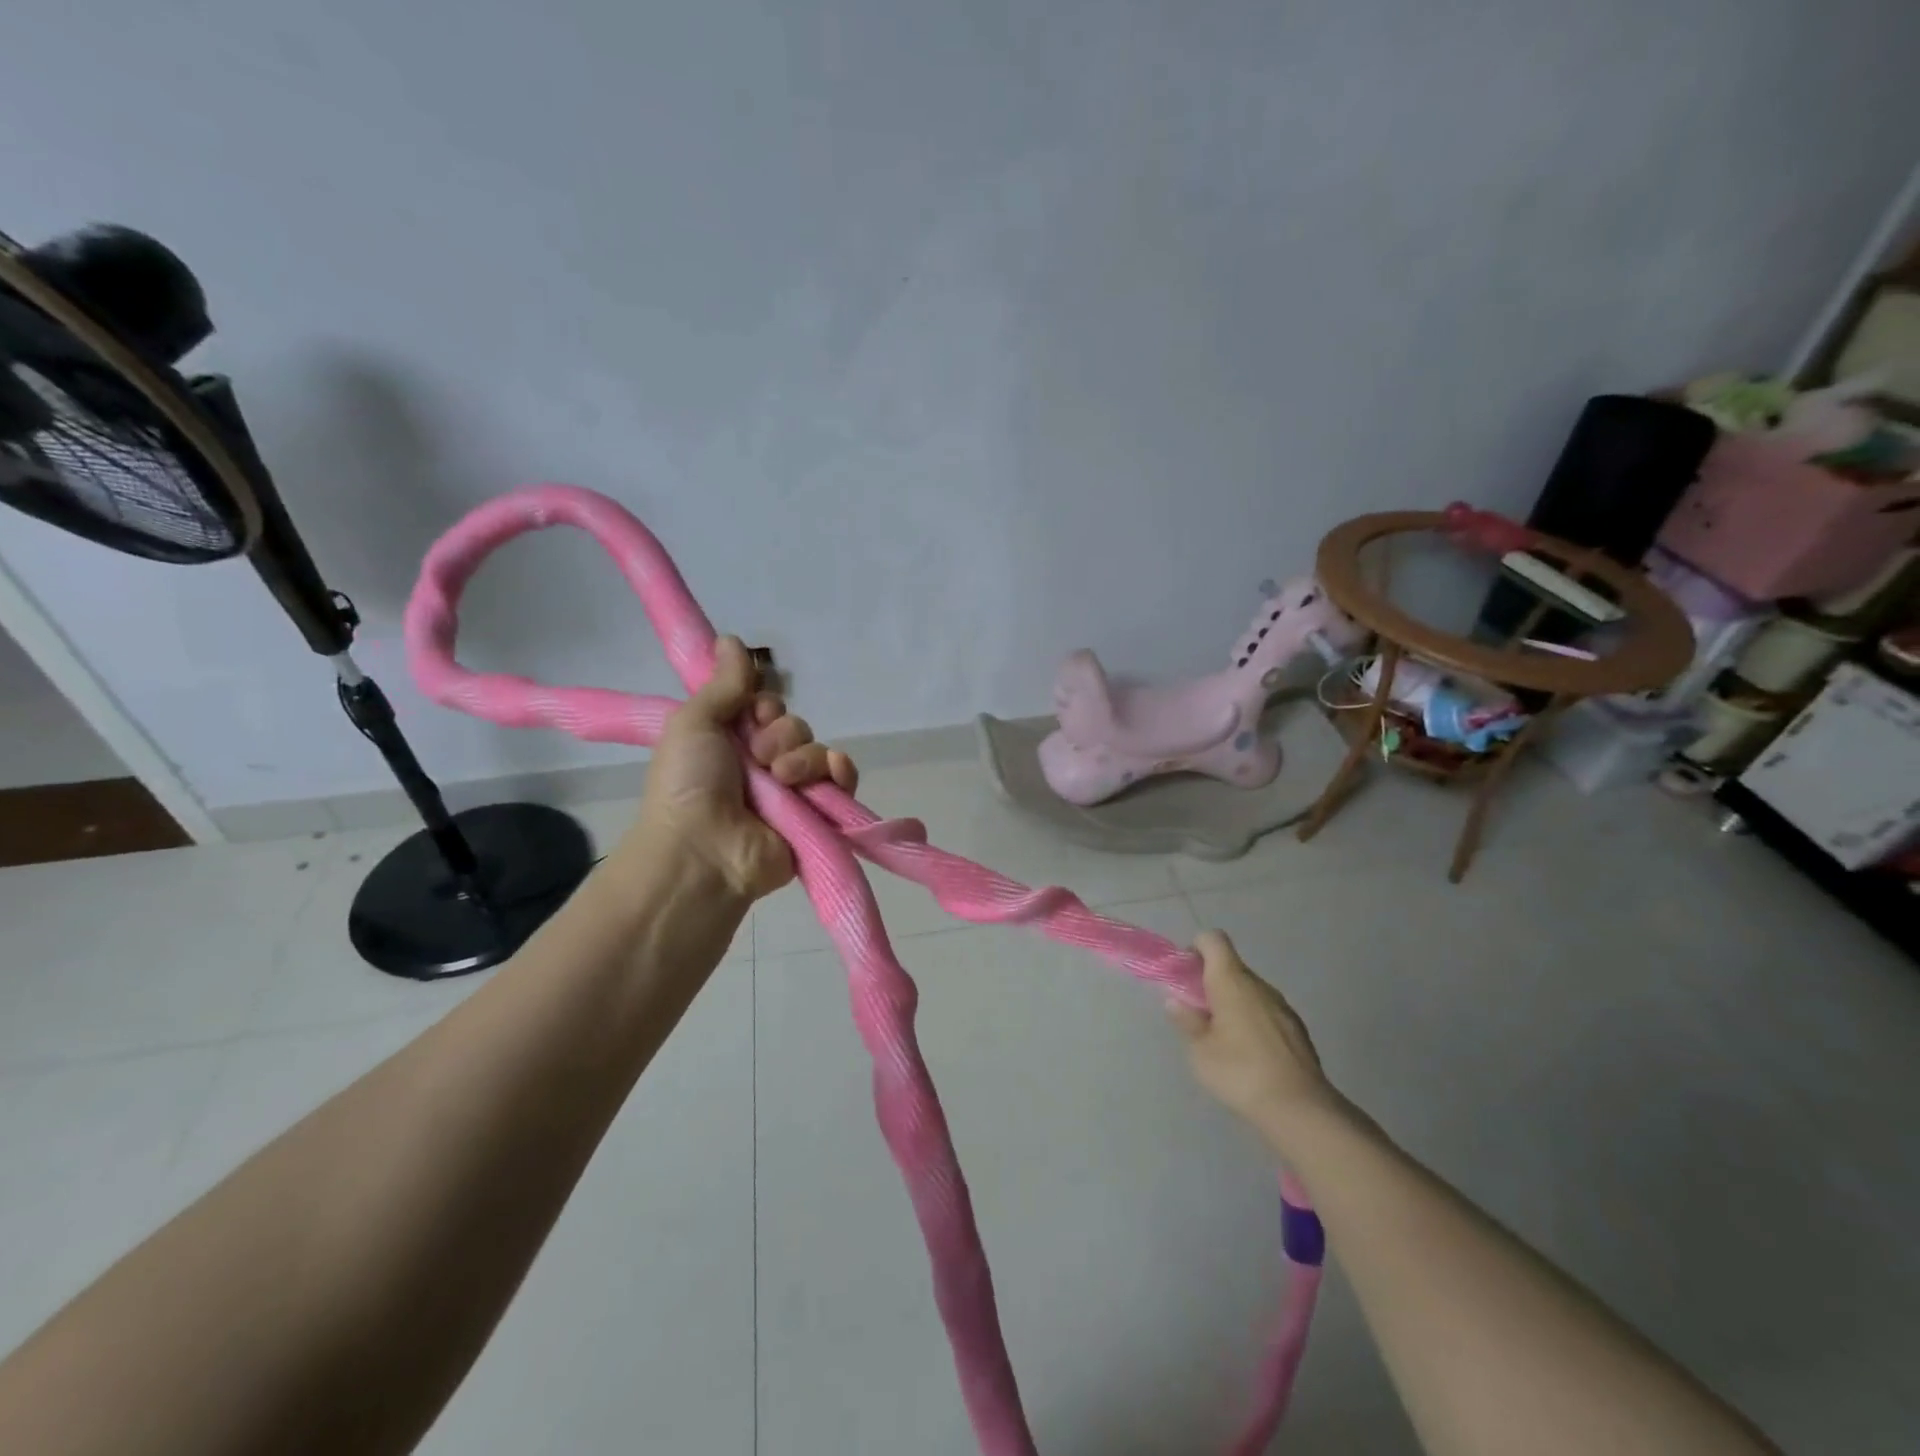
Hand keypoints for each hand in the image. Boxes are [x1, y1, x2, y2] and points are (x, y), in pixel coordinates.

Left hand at [633, 636, 856, 900]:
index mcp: (732, 741)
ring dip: (801, 757)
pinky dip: (840, 772)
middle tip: (758, 757)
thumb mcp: (694, 722)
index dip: (763, 705)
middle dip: (780, 734)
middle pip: (794, 725)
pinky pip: (841, 779)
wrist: (703, 850)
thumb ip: (723, 684)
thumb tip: (732, 639)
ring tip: (780, 780)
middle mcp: (763, 764)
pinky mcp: (817, 815)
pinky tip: (831, 773)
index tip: (751, 715)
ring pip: (817, 749)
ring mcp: (792, 791)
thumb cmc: (688, 783)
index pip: (766, 706)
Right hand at [1167, 931, 1342, 1144]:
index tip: (1185, 976)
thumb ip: (1187, 1021)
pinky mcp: (1297, 1029)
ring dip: (1232, 1002)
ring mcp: (1282, 1006)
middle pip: (1231, 966)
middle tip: (1197, 1013)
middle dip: (1210, 982)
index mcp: (1231, 981)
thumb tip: (1176, 1001)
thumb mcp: (1200, 1050)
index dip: (1196, 949)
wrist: (1301, 1109)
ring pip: (1249, 990)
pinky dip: (1252, 1020)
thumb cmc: (1240, 1072)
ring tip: (1222, 1038)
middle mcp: (1259, 985)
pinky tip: (1248, 1054)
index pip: (1213, 940)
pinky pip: (1266, 1011)